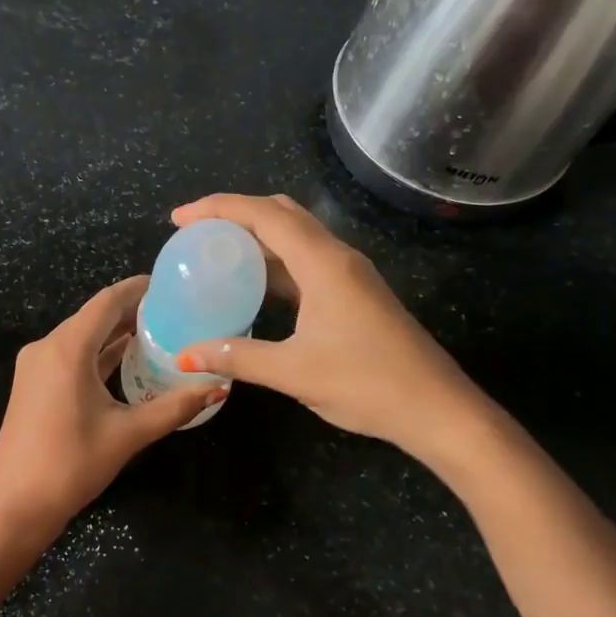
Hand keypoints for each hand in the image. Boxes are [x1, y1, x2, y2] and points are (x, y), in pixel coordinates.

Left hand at [0, 277, 223, 547]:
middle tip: (174, 311)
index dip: (138, 289)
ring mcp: (36, 366)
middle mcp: (47, 347)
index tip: (170, 284)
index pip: (107, 302)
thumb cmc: (71, 466)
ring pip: (82, 336)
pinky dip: (98, 353)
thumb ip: (174, 407)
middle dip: (132, 311)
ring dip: (115, 333)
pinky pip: (70, 356)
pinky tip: (126, 359)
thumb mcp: (128, 434)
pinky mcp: (33, 384)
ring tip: (158, 332)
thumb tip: (217, 387)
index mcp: (67, 349)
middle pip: (94, 316)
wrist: (14, 507)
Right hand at [172, 193, 483, 450]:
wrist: (436, 408)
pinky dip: (275, 263)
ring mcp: (350, 275)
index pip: (264, 215)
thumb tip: (186, 355)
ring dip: (256, 237)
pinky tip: (254, 286)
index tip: (179, 218)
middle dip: (235, 215)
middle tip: (194, 234)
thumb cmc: (366, 383)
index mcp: (323, 263)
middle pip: (281, 214)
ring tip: (215, 254)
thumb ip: (237, 357)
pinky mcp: (355, 294)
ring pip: (296, 237)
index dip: (218, 208)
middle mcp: (337, 257)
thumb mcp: (294, 372)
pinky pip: (307, 262)